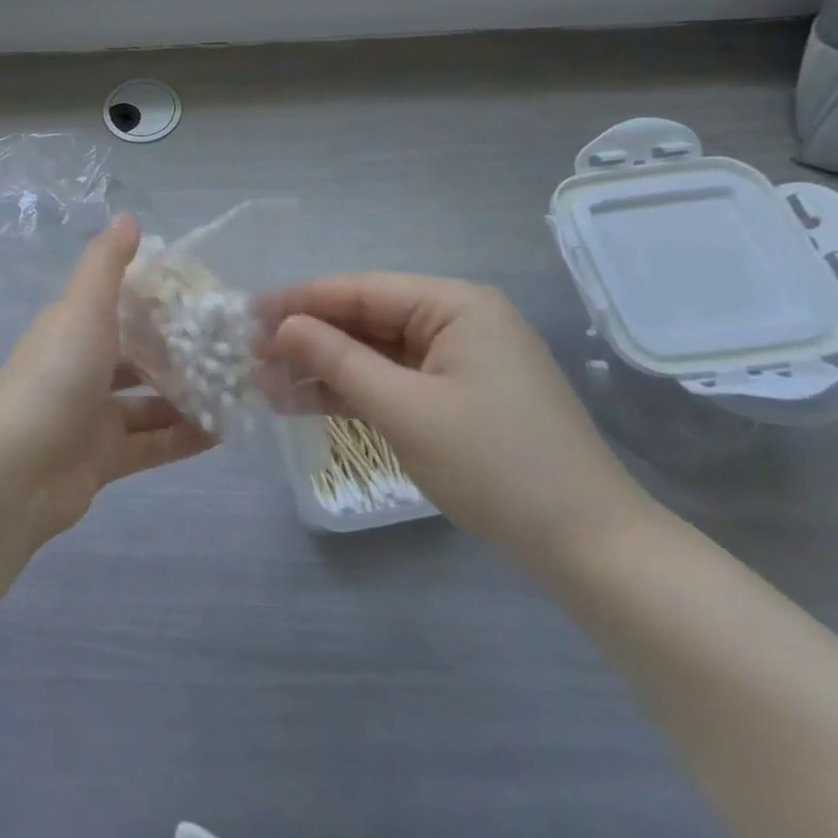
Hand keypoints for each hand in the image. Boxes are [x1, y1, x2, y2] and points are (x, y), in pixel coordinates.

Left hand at [0, 218, 214, 539]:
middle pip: (138, 356)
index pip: (120, 307)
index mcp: (74, 329)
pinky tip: (225, 433)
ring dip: (188, 397)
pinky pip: (153, 444)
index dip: (158, 301)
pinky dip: (184, 439)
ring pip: (149, 403)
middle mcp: (82, 369)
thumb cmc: (57, 375)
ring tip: (238, 389)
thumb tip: (127, 218)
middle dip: (180, 353)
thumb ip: (107, 263)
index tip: (204, 297)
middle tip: (232, 348)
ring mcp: (92, 417)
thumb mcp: (84, 307)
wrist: (17, 470)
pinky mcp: (104, 459)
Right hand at [268, 275, 651, 568]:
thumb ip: (338, 360)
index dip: (301, 300)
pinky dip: (352, 392)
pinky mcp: (456, 397)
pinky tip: (304, 401)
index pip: (362, 290)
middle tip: (250, 354)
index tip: (249, 313)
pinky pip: (393, 382)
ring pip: (374, 353)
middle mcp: (458, 321)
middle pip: (366, 319)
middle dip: (308, 337)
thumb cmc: (495, 465)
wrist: (587, 548)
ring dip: (323, 368)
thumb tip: (282, 326)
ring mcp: (458, 361)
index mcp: (456, 305)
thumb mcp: (404, 408)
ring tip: (265, 383)